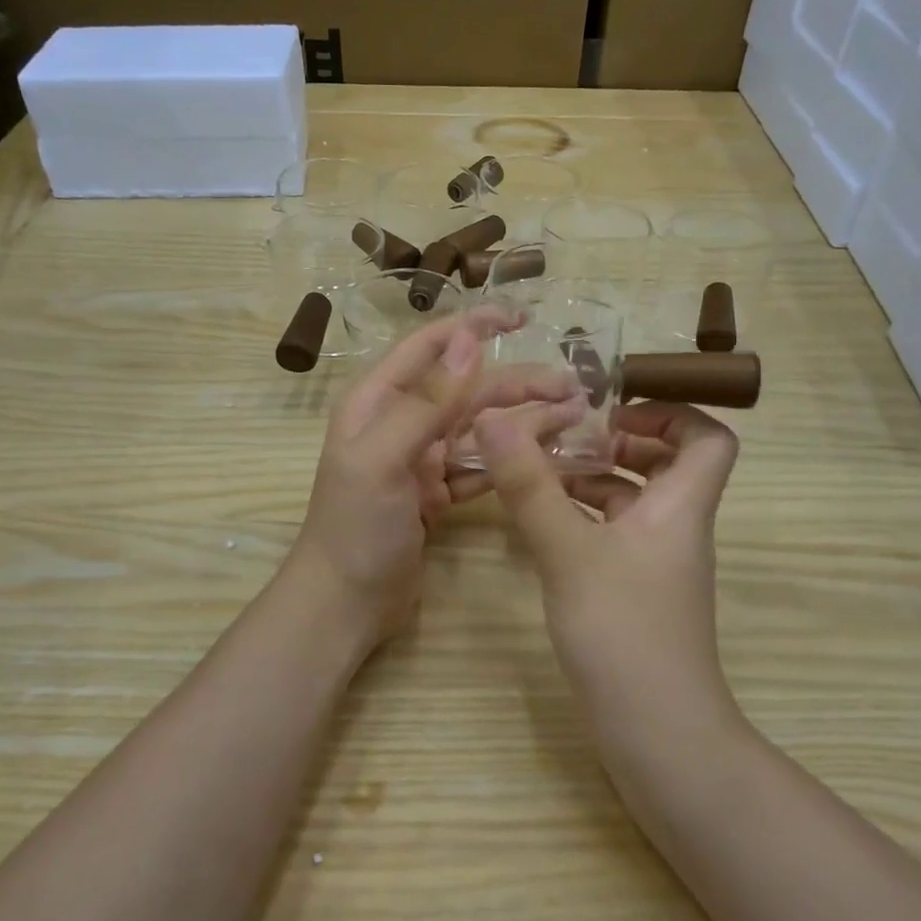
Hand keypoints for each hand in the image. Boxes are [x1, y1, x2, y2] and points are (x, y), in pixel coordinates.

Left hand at [291, 308, 580, 647]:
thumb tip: (470, 341)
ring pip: (480, 428)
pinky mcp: (438, 494)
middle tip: (575, 386)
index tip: (523, 316)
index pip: (431, 347)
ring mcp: (421, 460)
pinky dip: (512, 459)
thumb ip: (426, 401)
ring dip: (524, 420)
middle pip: (467, 389)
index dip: (474, 326)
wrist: (343, 604)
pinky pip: (481, 466)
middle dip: (518, 383)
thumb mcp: (383, 459)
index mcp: (378, 402)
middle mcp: (401, 422)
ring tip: (576, 416)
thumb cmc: (356, 527)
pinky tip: (549, 455)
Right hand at [475, 401, 743, 747]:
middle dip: (619, 443)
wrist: (658, 734)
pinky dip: (583, 521)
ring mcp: (657, 565)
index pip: (710, 438)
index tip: (613, 412)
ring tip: (539, 474)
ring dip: (593, 482)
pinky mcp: (636, 595)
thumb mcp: (568, 552)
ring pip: (634, 503)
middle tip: (567, 438)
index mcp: (680, 507)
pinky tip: (541, 525)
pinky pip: (614, 538)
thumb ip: (531, 486)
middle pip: (668, 465)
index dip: (670, 413)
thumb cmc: (624, 631)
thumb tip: (494, 419)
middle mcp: (676, 529)